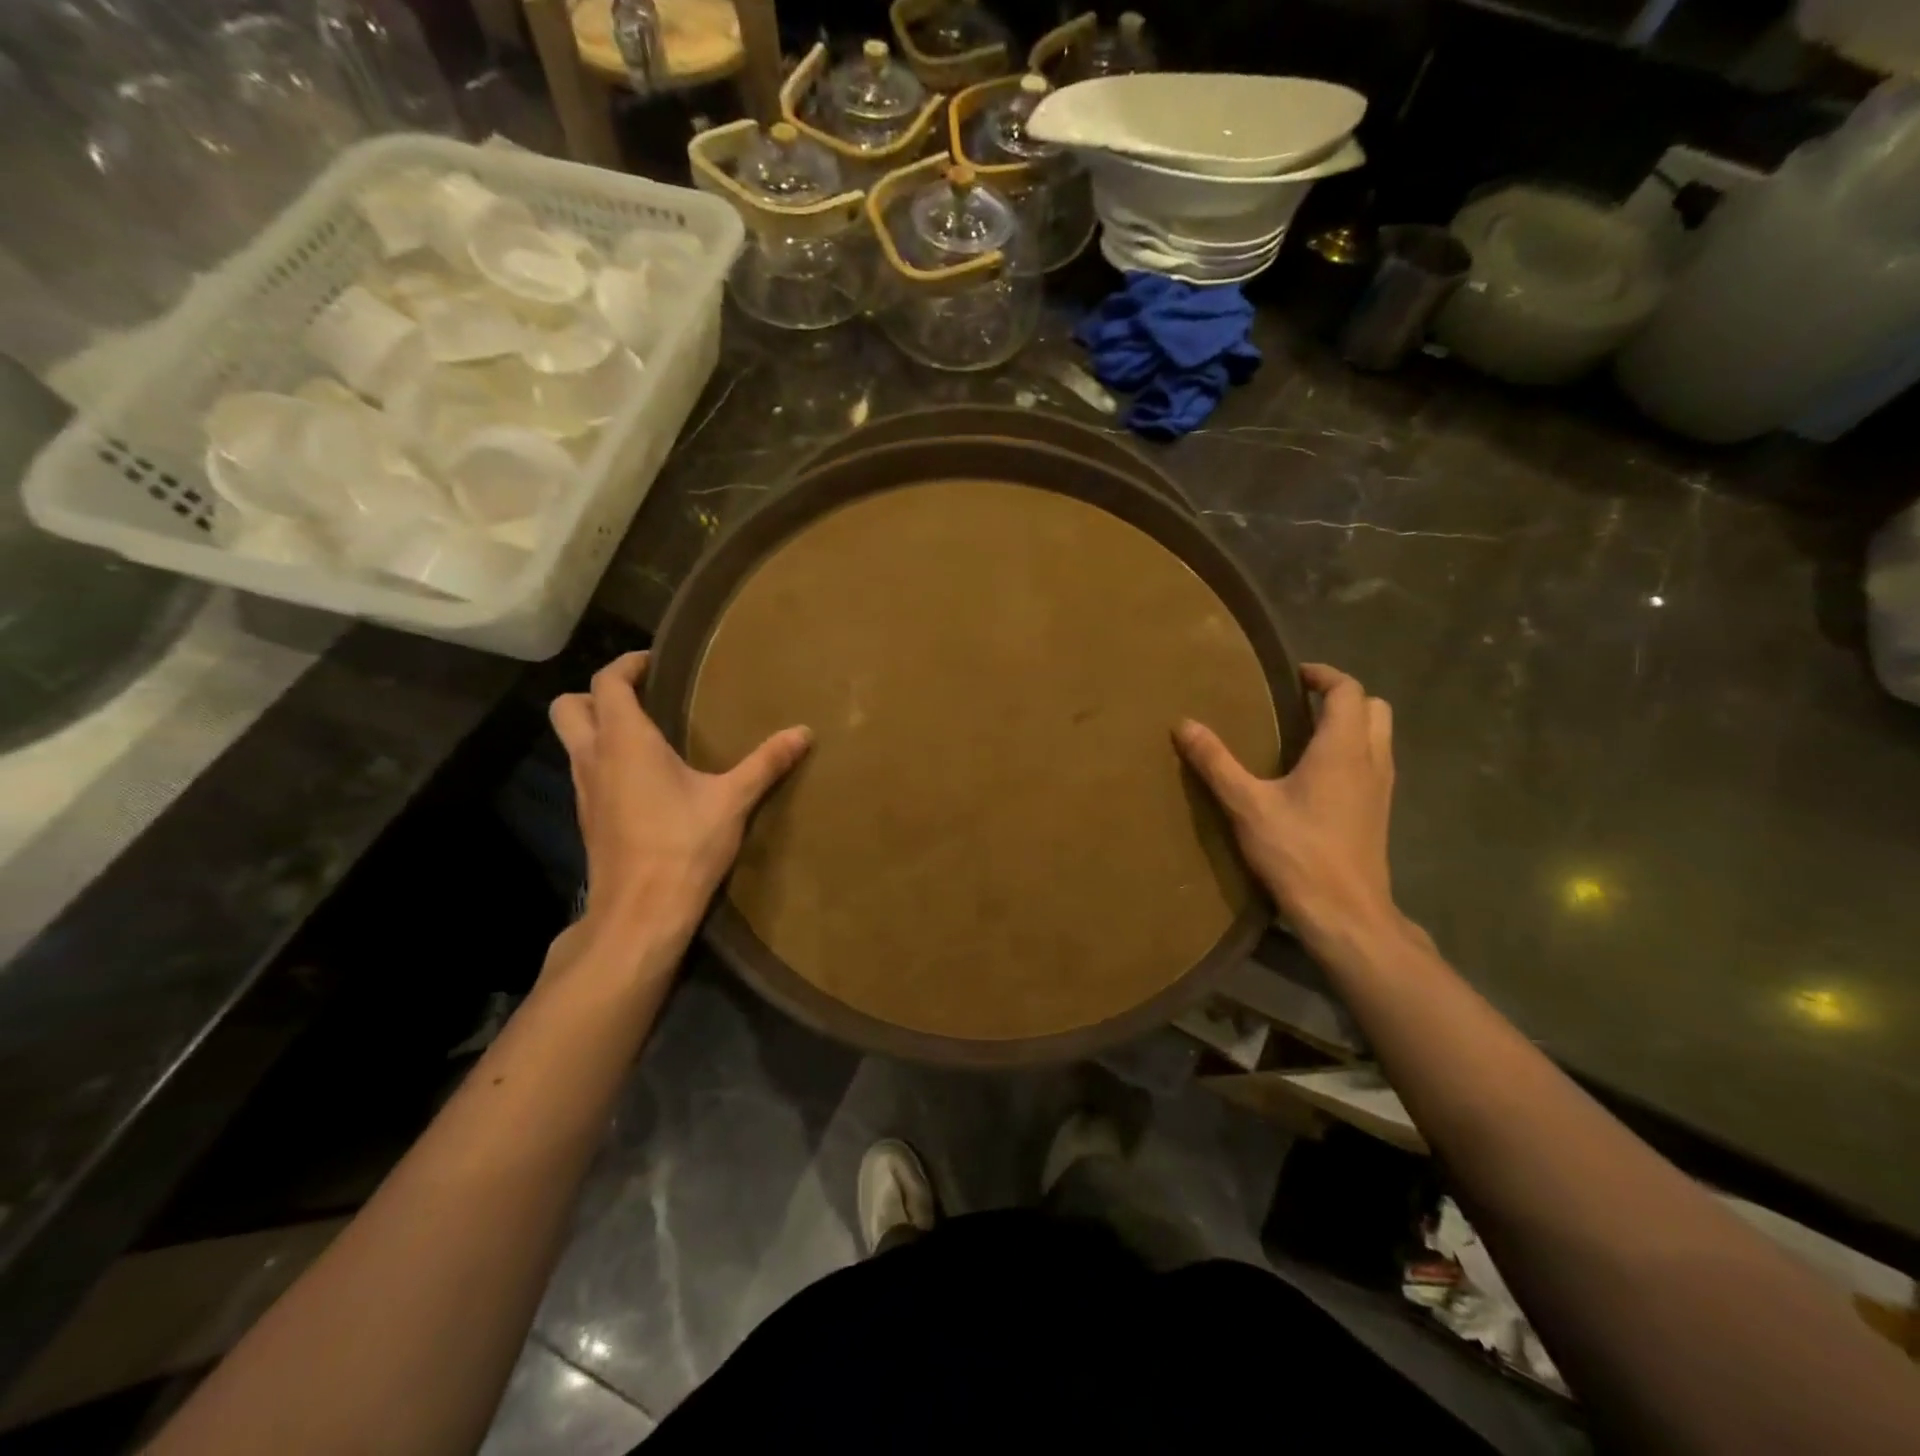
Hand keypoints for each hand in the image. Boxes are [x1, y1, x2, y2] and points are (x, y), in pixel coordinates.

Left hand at [549, 652, 810, 947]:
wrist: (640, 913)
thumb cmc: (683, 846)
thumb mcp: (732, 800)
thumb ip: (767, 762)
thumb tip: (804, 732)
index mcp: (624, 741)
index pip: (607, 682)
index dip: (627, 664)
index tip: (656, 662)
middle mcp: (594, 758)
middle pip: (569, 707)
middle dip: (598, 693)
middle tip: (642, 696)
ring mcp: (585, 790)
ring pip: (573, 741)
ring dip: (599, 727)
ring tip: (649, 733)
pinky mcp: (589, 818)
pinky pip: (587, 771)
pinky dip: (606, 760)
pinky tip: (646, 778)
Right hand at [1176, 663, 1402, 954]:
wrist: (1345, 912)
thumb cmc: (1297, 852)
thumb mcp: (1247, 805)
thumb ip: (1216, 762)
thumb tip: (1184, 724)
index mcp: (1343, 749)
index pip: (1348, 690)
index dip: (1323, 675)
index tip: (1294, 674)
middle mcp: (1371, 760)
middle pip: (1374, 708)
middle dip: (1342, 696)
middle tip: (1302, 702)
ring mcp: (1381, 788)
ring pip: (1379, 736)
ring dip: (1351, 724)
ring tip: (1306, 734)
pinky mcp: (1379, 812)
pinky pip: (1374, 762)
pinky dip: (1353, 751)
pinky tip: (1317, 776)